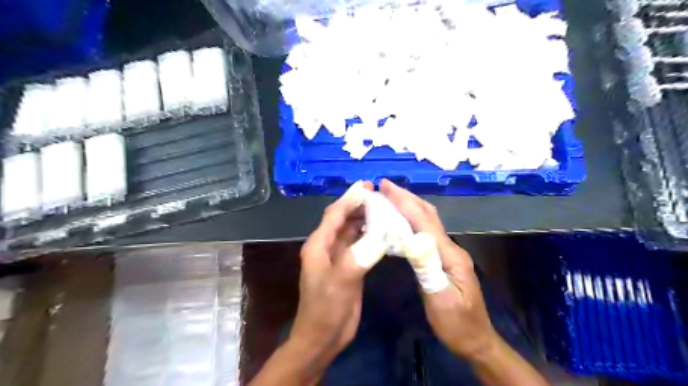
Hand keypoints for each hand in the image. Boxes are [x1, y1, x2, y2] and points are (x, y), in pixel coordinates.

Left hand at [288, 183, 378, 372]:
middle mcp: (327, 247)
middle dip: (359, 206)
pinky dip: (370, 236)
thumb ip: (358, 257)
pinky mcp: (349, 267)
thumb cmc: (326, 310)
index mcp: (319, 245)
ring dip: (365, 219)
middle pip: (343, 219)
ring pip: (352, 231)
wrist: (323, 338)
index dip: (349, 199)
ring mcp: (338, 257)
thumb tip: (380, 235)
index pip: (335, 215)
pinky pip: (359, 244)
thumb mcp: (340, 283)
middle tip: (381, 196)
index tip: (367, 186)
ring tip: (385, 209)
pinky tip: (383, 232)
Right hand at [379, 180, 497, 360]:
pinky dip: (411, 220)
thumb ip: (428, 270)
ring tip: (390, 197)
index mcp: (450, 255)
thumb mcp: (442, 301)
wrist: (475, 340)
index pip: (424, 222)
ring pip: (428, 221)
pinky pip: (425, 232)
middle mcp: (450, 248)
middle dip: (407, 197)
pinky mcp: (442, 258)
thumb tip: (413, 239)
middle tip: (385, 186)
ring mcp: (447, 252)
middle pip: (428, 215)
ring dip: (409, 205)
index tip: (386, 187)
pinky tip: (400, 221)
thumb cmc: (457, 324)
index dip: (405, 203)